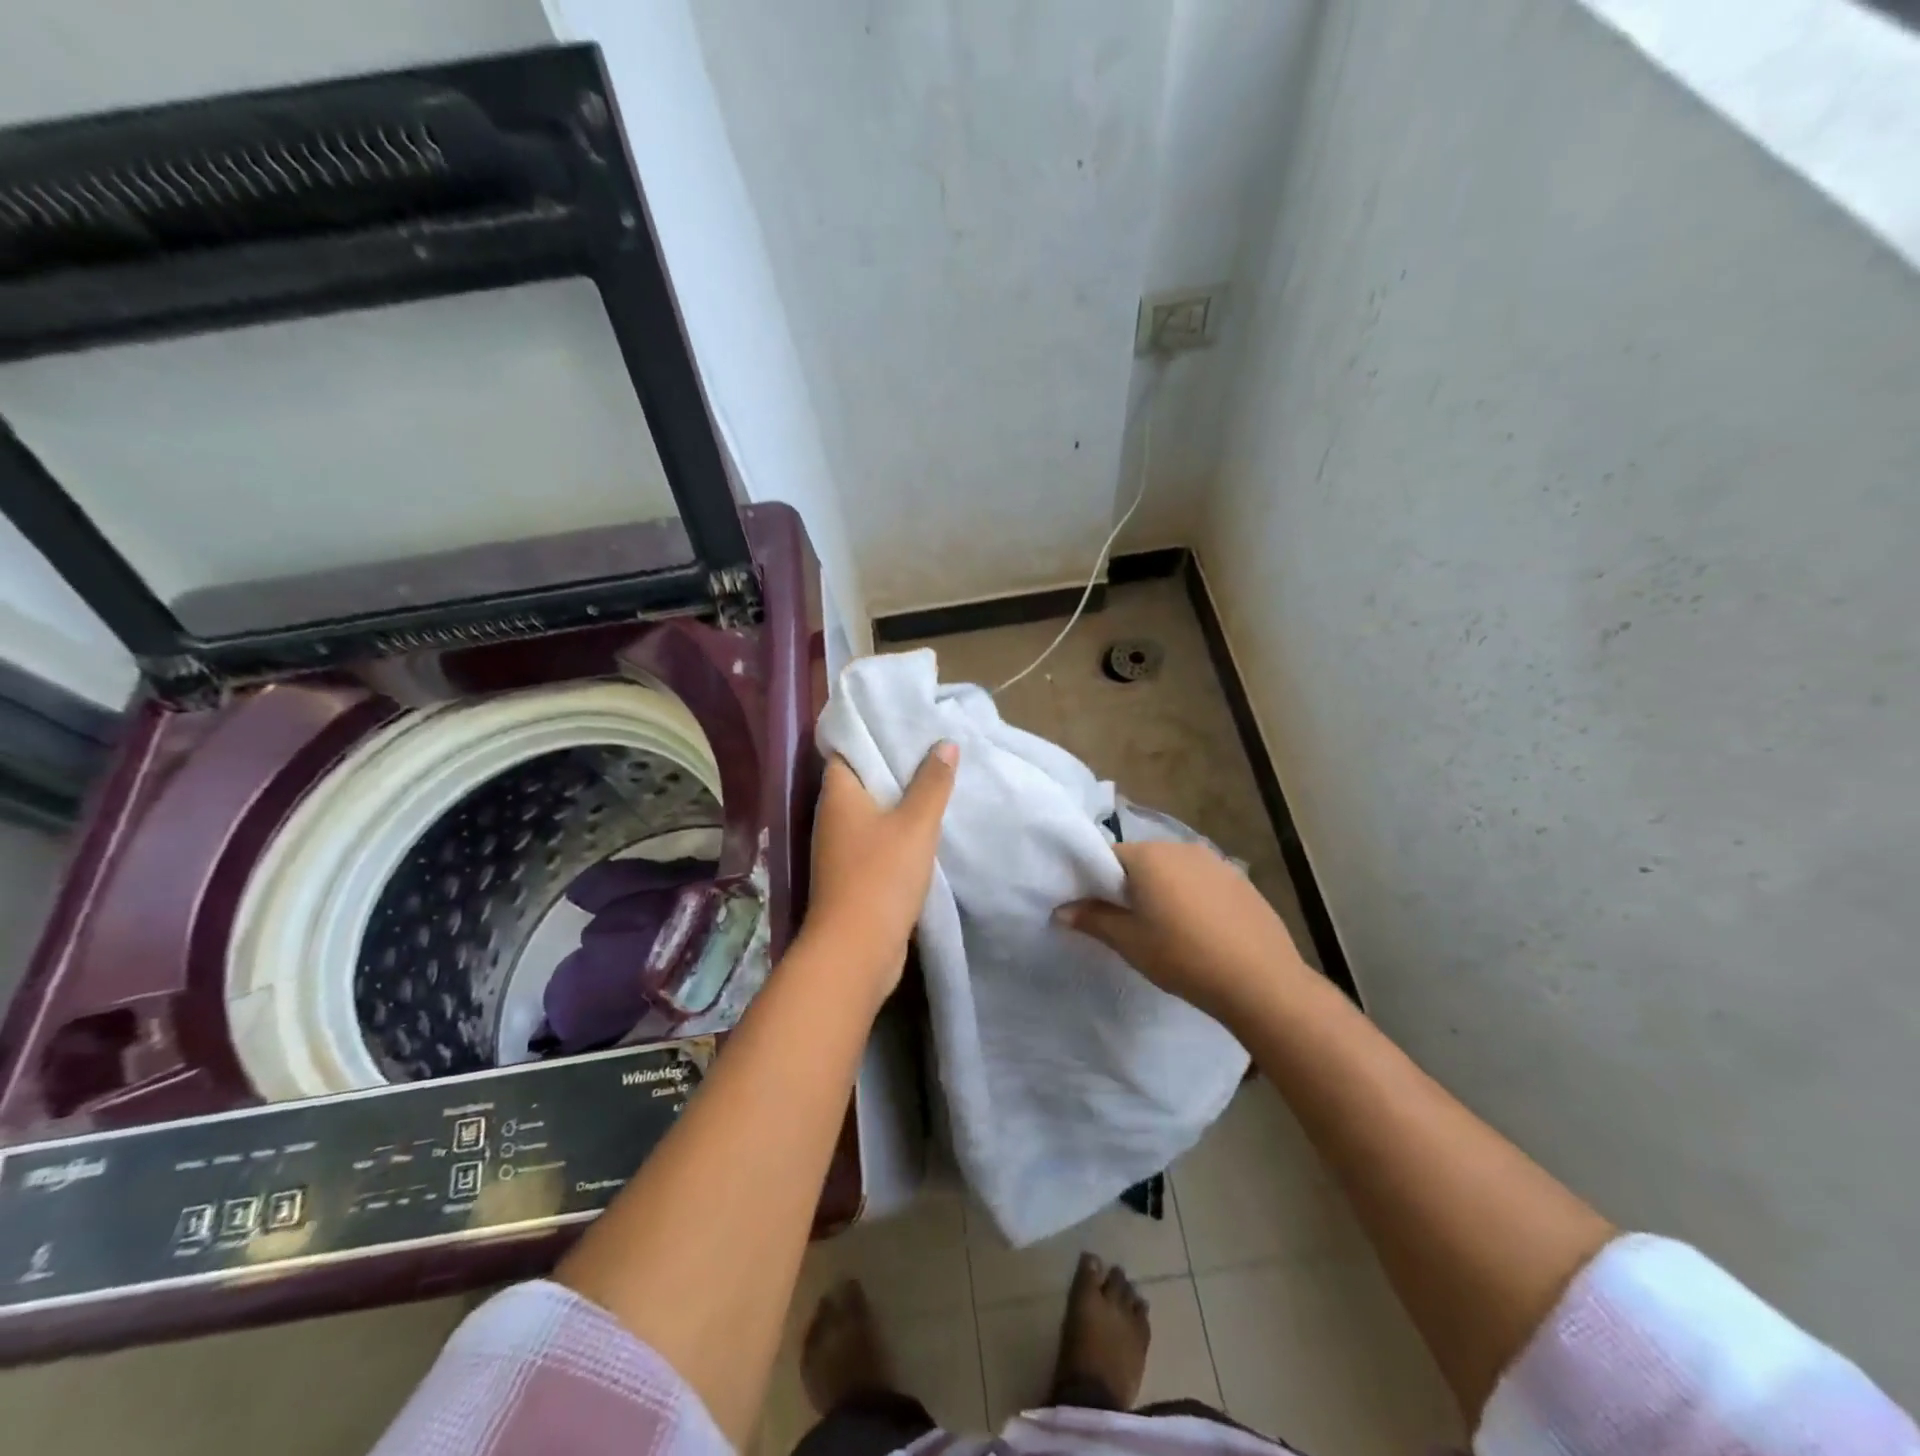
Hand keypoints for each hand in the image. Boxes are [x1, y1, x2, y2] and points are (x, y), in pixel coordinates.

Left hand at [804, 744, 958, 994]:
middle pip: (861, 781)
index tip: (902, 722)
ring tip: (934, 782)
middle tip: (930, 748)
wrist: (856, 948)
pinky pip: (876, 840)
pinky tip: (925, 828)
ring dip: (898, 801)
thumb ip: (932, 783)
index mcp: (838, 796)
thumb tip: (945, 743)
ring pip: (871, 812)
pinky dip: (897, 831)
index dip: (871, 734)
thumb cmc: (881, 875)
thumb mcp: (916, 824)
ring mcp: (840, 849)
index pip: (846, 750)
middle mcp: (832, 817)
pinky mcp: (852, 875)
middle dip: (892, 766)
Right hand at [1055, 839, 1309, 1026]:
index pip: (1107, 856)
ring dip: (1163, 890)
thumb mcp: (1130, 942)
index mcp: (1148, 856)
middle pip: (1141, 860)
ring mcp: (1215, 861)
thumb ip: (1093, 919)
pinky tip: (1200, 930)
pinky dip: (1192, 897)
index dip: (1096, 881)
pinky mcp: (1240, 880)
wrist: (1261, 980)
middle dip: (1130, 885)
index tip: (1094, 909)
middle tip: (1127, 922)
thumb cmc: (1183, 957)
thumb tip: (1061, 909)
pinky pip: (1202, 881)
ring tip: (1165, 928)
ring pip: (1174, 870)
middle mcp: (1180, 847)